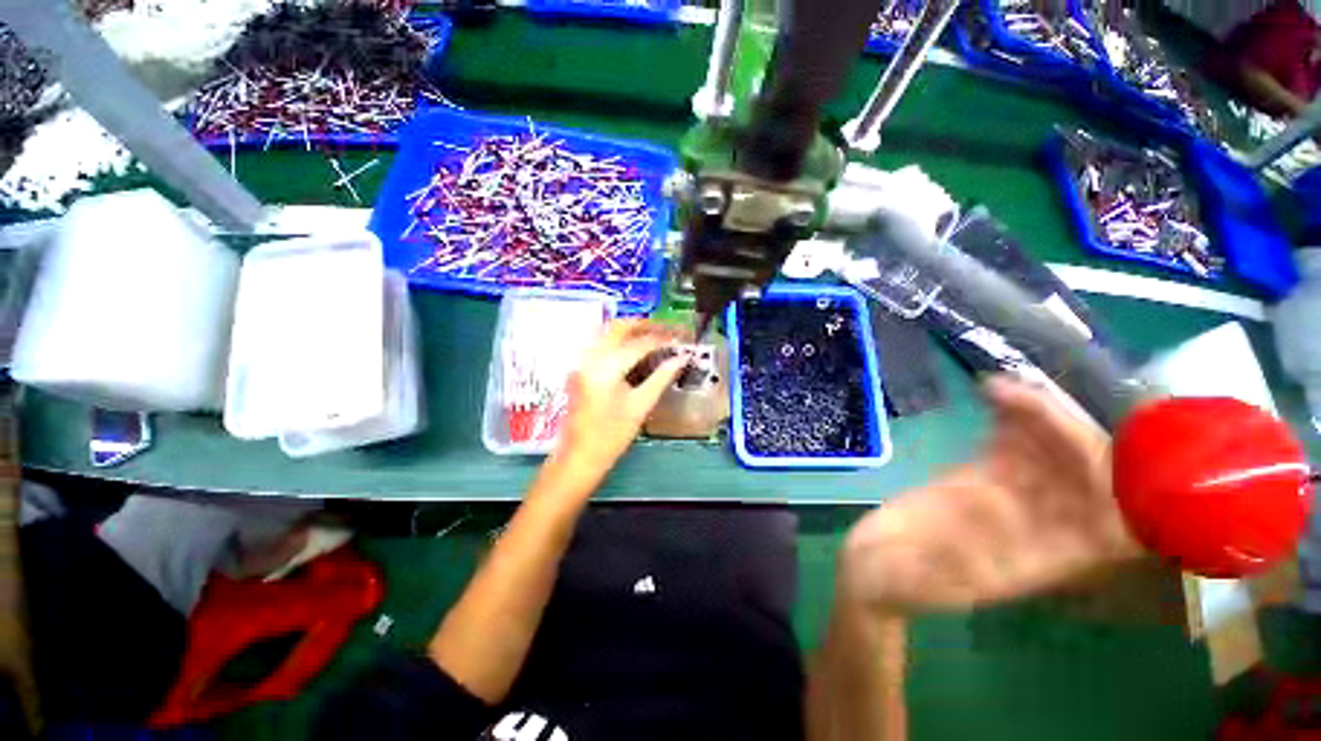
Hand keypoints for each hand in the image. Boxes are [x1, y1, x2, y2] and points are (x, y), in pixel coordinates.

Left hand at [549, 320, 686, 488]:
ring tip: (655, 335)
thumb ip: (662, 377)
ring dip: (632, 328)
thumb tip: (682, 357)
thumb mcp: (641, 406)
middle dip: (647, 325)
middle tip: (669, 330)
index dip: (664, 338)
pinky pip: (602, 342)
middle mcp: (591, 356)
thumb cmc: (612, 436)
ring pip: (608, 330)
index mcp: (607, 367)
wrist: (579, 456)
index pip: (641, 342)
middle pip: (621, 326)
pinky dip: (620, 338)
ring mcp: (582, 360)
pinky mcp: (581, 367)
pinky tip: (634, 347)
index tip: (682, 337)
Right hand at [839, 375, 1143, 613]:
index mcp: (1037, 563)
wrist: (873, 562)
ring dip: (1043, 418)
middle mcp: (1039, 528)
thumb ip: (941, 560)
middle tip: (1032, 397)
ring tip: (1011, 387)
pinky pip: (1013, 445)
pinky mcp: (981, 477)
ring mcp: (1011, 497)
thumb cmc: (893, 579)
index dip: (1113, 487)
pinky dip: (1013, 418)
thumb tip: (982, 531)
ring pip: (1051, 453)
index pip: (1107, 525)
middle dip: (1072, 435)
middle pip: (1085, 478)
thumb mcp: (913, 579)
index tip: (1092, 448)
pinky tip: (996, 393)